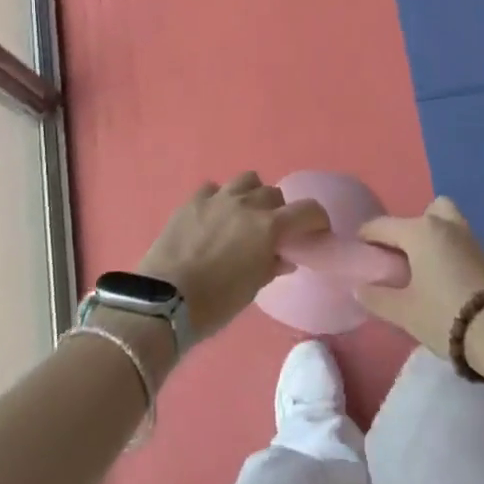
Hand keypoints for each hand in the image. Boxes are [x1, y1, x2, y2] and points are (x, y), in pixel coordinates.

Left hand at [139, 172, 329, 340]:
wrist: (165, 300)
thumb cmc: (216, 303)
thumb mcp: (252, 289)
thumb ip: (271, 265)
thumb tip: (283, 257)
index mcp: (269, 227)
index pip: (307, 210)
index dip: (317, 219)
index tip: (317, 231)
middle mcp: (247, 204)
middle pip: (275, 195)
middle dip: (280, 211)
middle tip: (273, 232)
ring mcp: (218, 199)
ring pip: (247, 180)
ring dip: (252, 195)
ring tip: (244, 215)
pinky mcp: (192, 201)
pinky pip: (214, 189)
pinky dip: (219, 198)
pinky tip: (214, 215)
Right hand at [357, 196, 483, 357]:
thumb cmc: (443, 315)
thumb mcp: (403, 312)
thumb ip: (376, 297)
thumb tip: (358, 288)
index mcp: (419, 231)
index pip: (383, 225)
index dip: (366, 235)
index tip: (357, 248)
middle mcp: (443, 224)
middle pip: (421, 213)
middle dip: (407, 228)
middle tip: (398, 256)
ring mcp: (468, 236)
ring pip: (445, 220)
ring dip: (431, 234)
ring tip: (421, 264)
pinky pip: (458, 238)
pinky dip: (447, 247)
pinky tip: (441, 274)